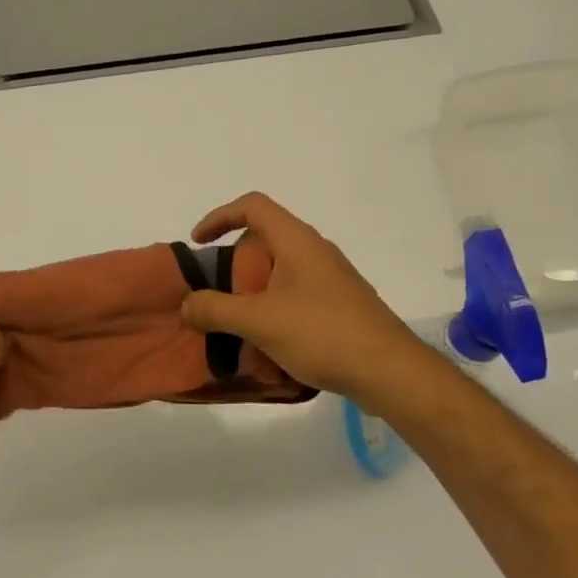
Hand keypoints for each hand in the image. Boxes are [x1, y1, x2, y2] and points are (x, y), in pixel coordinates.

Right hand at [180, 192, 437, 404]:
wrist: (390, 371)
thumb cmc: (322, 333)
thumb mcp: (259, 321)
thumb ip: (216, 309)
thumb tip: (187, 303)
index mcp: (296, 240)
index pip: (252, 206)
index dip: (219, 216)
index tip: (198, 243)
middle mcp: (315, 251)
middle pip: (264, 240)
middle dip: (234, 265)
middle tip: (216, 294)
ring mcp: (331, 279)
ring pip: (280, 272)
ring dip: (253, 292)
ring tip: (236, 324)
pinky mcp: (340, 305)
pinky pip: (296, 296)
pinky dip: (273, 310)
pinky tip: (269, 346)